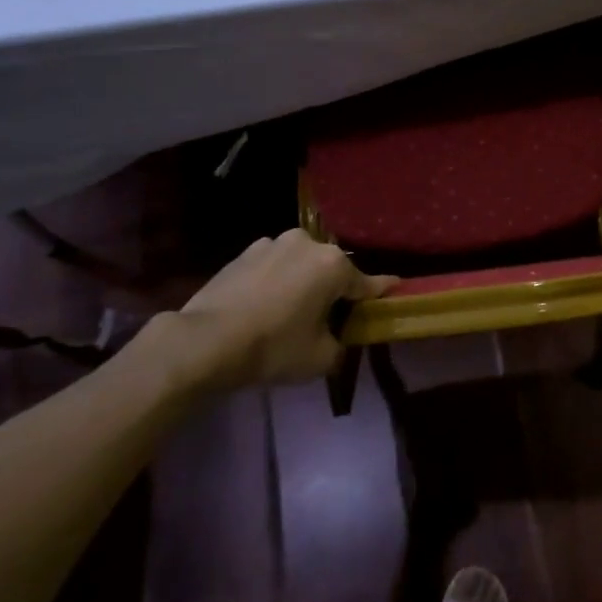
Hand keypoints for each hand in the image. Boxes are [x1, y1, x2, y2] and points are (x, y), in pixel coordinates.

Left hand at [161, 230, 396, 392]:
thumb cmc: (273, 347)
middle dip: (334, 289)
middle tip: (329, 317)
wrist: (205, 341)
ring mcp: (272, 243)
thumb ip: (341, 345)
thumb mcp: (320, 359)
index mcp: (333, 265)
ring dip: (302, 282)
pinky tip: (265, 305)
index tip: (396, 289)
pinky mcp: (244, 252)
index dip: (382, 291)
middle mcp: (307, 244)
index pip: (368, 282)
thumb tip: (337, 339)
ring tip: (292, 310)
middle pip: (332, 270)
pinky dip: (276, 281)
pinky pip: (273, 267)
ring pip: (300, 265)